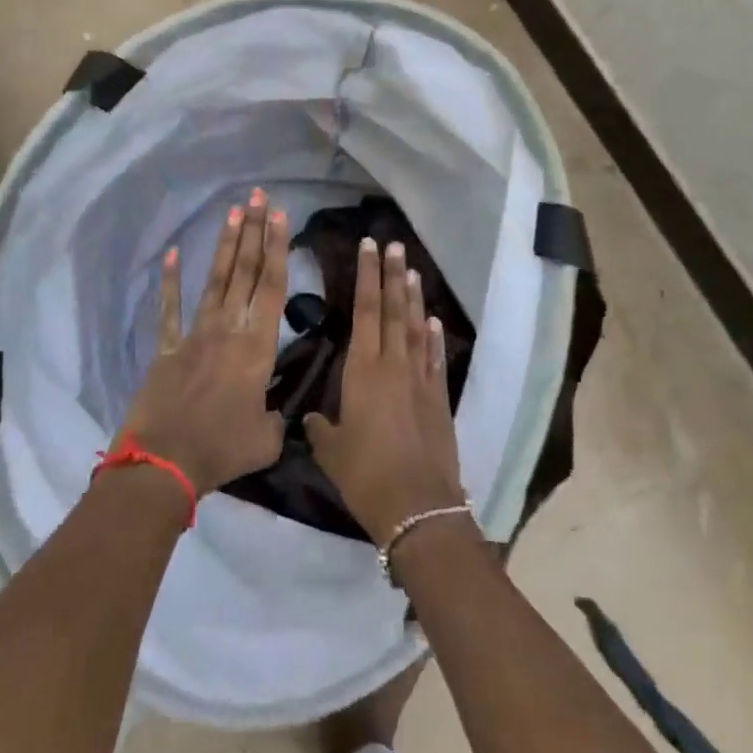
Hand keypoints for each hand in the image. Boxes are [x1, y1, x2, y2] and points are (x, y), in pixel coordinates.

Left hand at [117, 188, 289, 496]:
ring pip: (215, 280)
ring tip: (233, 210)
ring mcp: (195, 334)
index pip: (272, 287)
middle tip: (259, 197)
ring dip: (225, 244)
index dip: (276, 249)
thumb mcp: (266, 440)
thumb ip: (275, 418)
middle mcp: (228, 329)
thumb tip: (272, 411)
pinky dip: (170, 281)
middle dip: (254, 231)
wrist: (164, 463)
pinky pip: (170, 309)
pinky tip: (172, 253)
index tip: (279, 216)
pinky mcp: (167, 347)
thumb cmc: (221, 450)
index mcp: (257, 347)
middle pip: (245, 271)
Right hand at [306, 237, 464, 544]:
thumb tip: (314, 416)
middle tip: (394, 245)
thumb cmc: (366, 475)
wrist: (418, 507)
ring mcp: (420, 380)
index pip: (365, 310)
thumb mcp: (331, 451)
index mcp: (363, 371)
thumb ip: (321, 427)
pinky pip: (434, 359)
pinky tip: (432, 321)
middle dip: (392, 275)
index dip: (367, 276)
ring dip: (413, 298)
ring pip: (415, 328)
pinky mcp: (439, 399)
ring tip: (412, 270)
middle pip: (393, 310)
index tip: (369, 247)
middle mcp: (393, 365)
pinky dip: (433, 337)